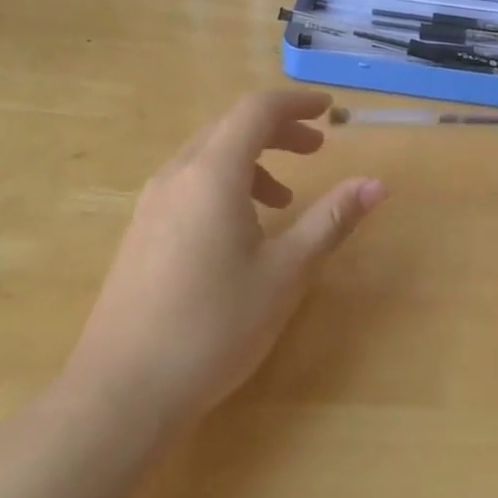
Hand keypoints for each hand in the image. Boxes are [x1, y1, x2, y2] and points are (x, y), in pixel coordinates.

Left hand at [69, 90, 385, 424]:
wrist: (121, 393)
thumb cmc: (214, 327)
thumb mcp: (285, 273)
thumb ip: (331, 220)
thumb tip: (377, 184)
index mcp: (212, 173)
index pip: (256, 110)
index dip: (297, 103)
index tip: (330, 110)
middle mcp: (176, 175)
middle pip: (231, 126)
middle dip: (278, 129)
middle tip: (317, 148)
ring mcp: (151, 203)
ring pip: (207, 155)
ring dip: (252, 159)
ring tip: (284, 198)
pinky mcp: (140, 231)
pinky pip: (189, 182)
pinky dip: (225, 183)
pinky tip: (241, 230)